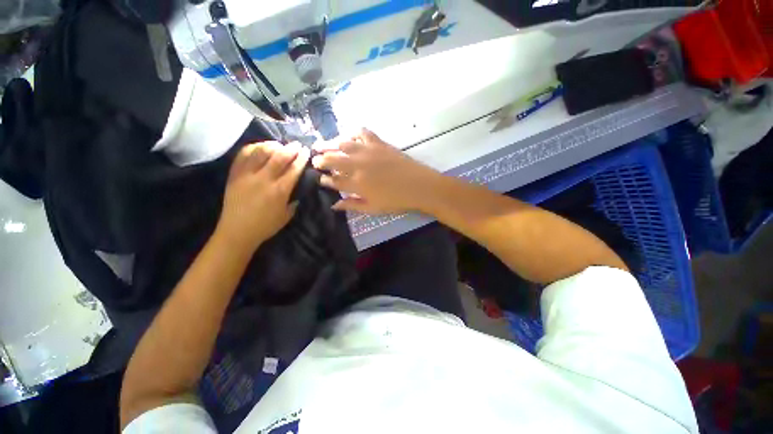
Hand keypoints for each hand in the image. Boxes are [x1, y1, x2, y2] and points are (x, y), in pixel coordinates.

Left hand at [216, 142, 309, 251]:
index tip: (306, 151)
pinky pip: (243, 155)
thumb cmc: (265, 226)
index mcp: (279, 191)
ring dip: (273, 145)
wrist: (237, 231)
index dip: (301, 159)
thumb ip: (293, 200)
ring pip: (261, 152)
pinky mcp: (234, 174)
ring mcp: (247, 175)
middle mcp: (264, 179)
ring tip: (279, 144)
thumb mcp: (287, 215)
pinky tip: (260, 146)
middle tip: (297, 144)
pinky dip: (253, 147)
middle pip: (279, 157)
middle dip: (291, 148)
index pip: (294, 169)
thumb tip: (296, 188)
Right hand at [312, 128, 441, 213]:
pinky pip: (362, 132)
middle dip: (320, 161)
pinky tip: (349, 137)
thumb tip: (334, 205)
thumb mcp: (373, 208)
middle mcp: (357, 165)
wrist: (419, 186)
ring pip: (342, 144)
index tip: (319, 179)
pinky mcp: (379, 143)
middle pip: (332, 160)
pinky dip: (352, 133)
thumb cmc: (397, 201)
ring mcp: (368, 151)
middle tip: (315, 161)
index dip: (324, 180)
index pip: (333, 181)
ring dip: (329, 145)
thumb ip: (352, 205)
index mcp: (356, 184)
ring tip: (321, 146)